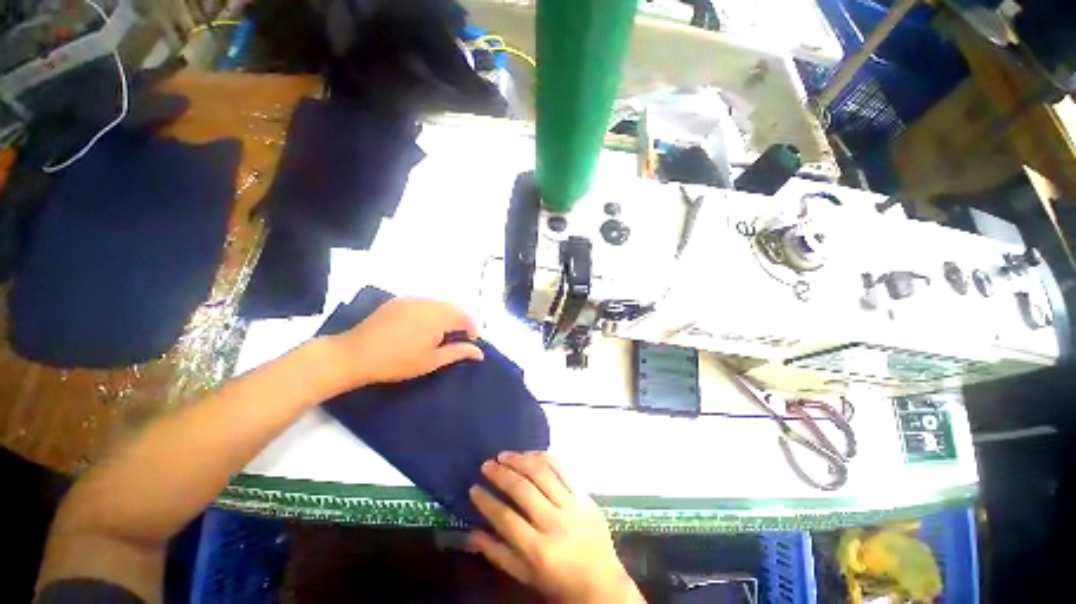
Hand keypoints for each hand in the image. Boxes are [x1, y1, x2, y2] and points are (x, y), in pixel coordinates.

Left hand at [322, 298, 483, 390]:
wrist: (355, 354)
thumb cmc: (397, 362)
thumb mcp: (431, 361)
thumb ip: (458, 352)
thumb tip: (479, 352)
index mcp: (438, 317)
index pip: (465, 317)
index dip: (473, 329)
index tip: (473, 342)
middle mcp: (428, 302)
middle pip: (454, 307)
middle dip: (462, 321)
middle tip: (461, 337)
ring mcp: (412, 299)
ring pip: (440, 303)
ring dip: (448, 314)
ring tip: (444, 331)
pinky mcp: (400, 300)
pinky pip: (425, 301)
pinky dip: (433, 310)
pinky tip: (425, 324)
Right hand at [469, 452, 643, 603]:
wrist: (602, 584)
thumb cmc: (559, 583)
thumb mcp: (526, 576)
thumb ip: (498, 554)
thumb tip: (471, 533)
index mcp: (539, 551)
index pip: (506, 518)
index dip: (487, 502)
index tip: (474, 488)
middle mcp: (555, 524)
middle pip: (523, 490)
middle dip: (501, 474)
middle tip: (486, 465)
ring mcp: (573, 506)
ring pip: (542, 473)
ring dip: (520, 460)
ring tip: (504, 455)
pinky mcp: (585, 495)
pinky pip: (563, 469)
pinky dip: (544, 457)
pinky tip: (530, 454)